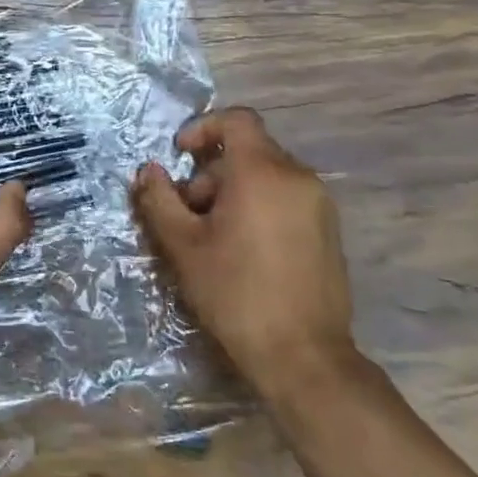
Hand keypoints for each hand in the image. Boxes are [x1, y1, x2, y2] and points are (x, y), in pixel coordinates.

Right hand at [131, 108, 357, 397]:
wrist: (304, 356)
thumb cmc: (236, 293)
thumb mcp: (183, 245)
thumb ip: (159, 199)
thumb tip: (148, 170)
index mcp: (262, 171)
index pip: (237, 119)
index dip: (203, 127)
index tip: (179, 155)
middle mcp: (297, 176)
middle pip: (248, 151)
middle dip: (211, 173)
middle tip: (188, 213)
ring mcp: (319, 203)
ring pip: (267, 176)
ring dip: (233, 191)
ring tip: (213, 237)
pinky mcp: (329, 230)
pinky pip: (286, 197)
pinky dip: (259, 206)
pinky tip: (244, 250)